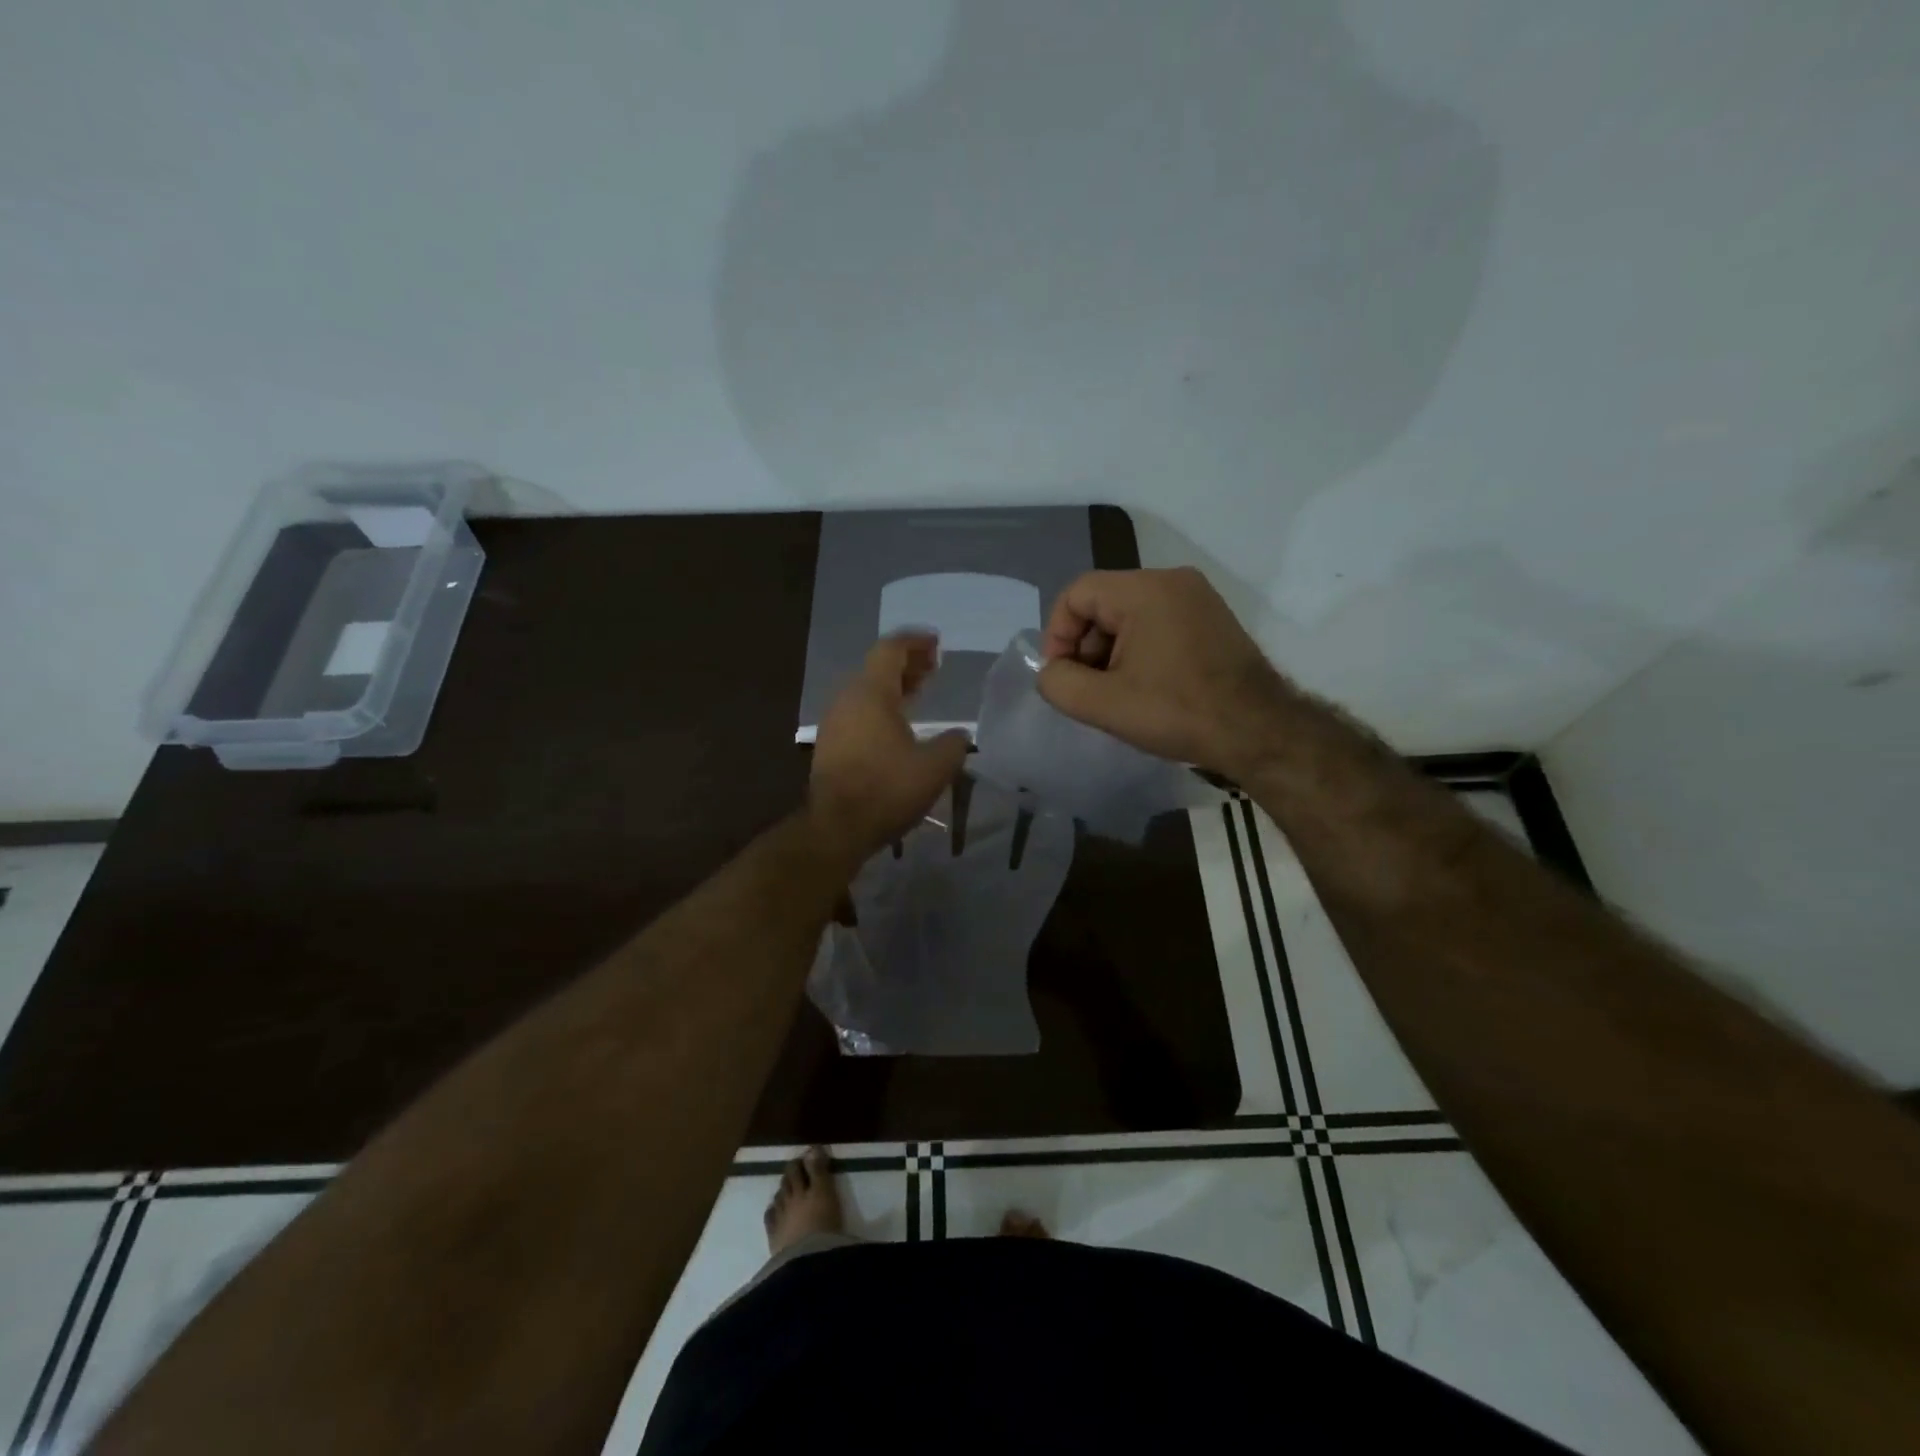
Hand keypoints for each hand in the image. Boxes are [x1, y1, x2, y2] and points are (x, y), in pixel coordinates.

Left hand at [808, 634, 971, 863]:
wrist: (837, 827)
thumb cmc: (887, 788)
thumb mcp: (935, 766)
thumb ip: (953, 744)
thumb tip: (959, 736)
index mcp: (871, 692)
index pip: (891, 649)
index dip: (916, 641)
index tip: (937, 642)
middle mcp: (848, 699)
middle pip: (877, 668)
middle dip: (907, 663)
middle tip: (934, 666)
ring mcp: (835, 722)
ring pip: (867, 691)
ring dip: (895, 686)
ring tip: (920, 691)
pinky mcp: (831, 745)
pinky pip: (860, 712)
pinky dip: (882, 707)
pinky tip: (899, 724)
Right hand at [1037, 567, 1289, 776]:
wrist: (1258, 731)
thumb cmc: (1177, 712)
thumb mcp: (1103, 704)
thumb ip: (1059, 683)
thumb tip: (1052, 671)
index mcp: (1144, 589)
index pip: (1077, 594)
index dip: (1058, 635)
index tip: (1062, 675)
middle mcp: (1172, 580)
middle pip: (1103, 603)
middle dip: (1086, 647)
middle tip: (1089, 690)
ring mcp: (1198, 597)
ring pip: (1130, 615)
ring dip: (1112, 652)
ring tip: (1117, 694)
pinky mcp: (1213, 618)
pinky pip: (1158, 623)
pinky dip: (1140, 650)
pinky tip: (1146, 687)